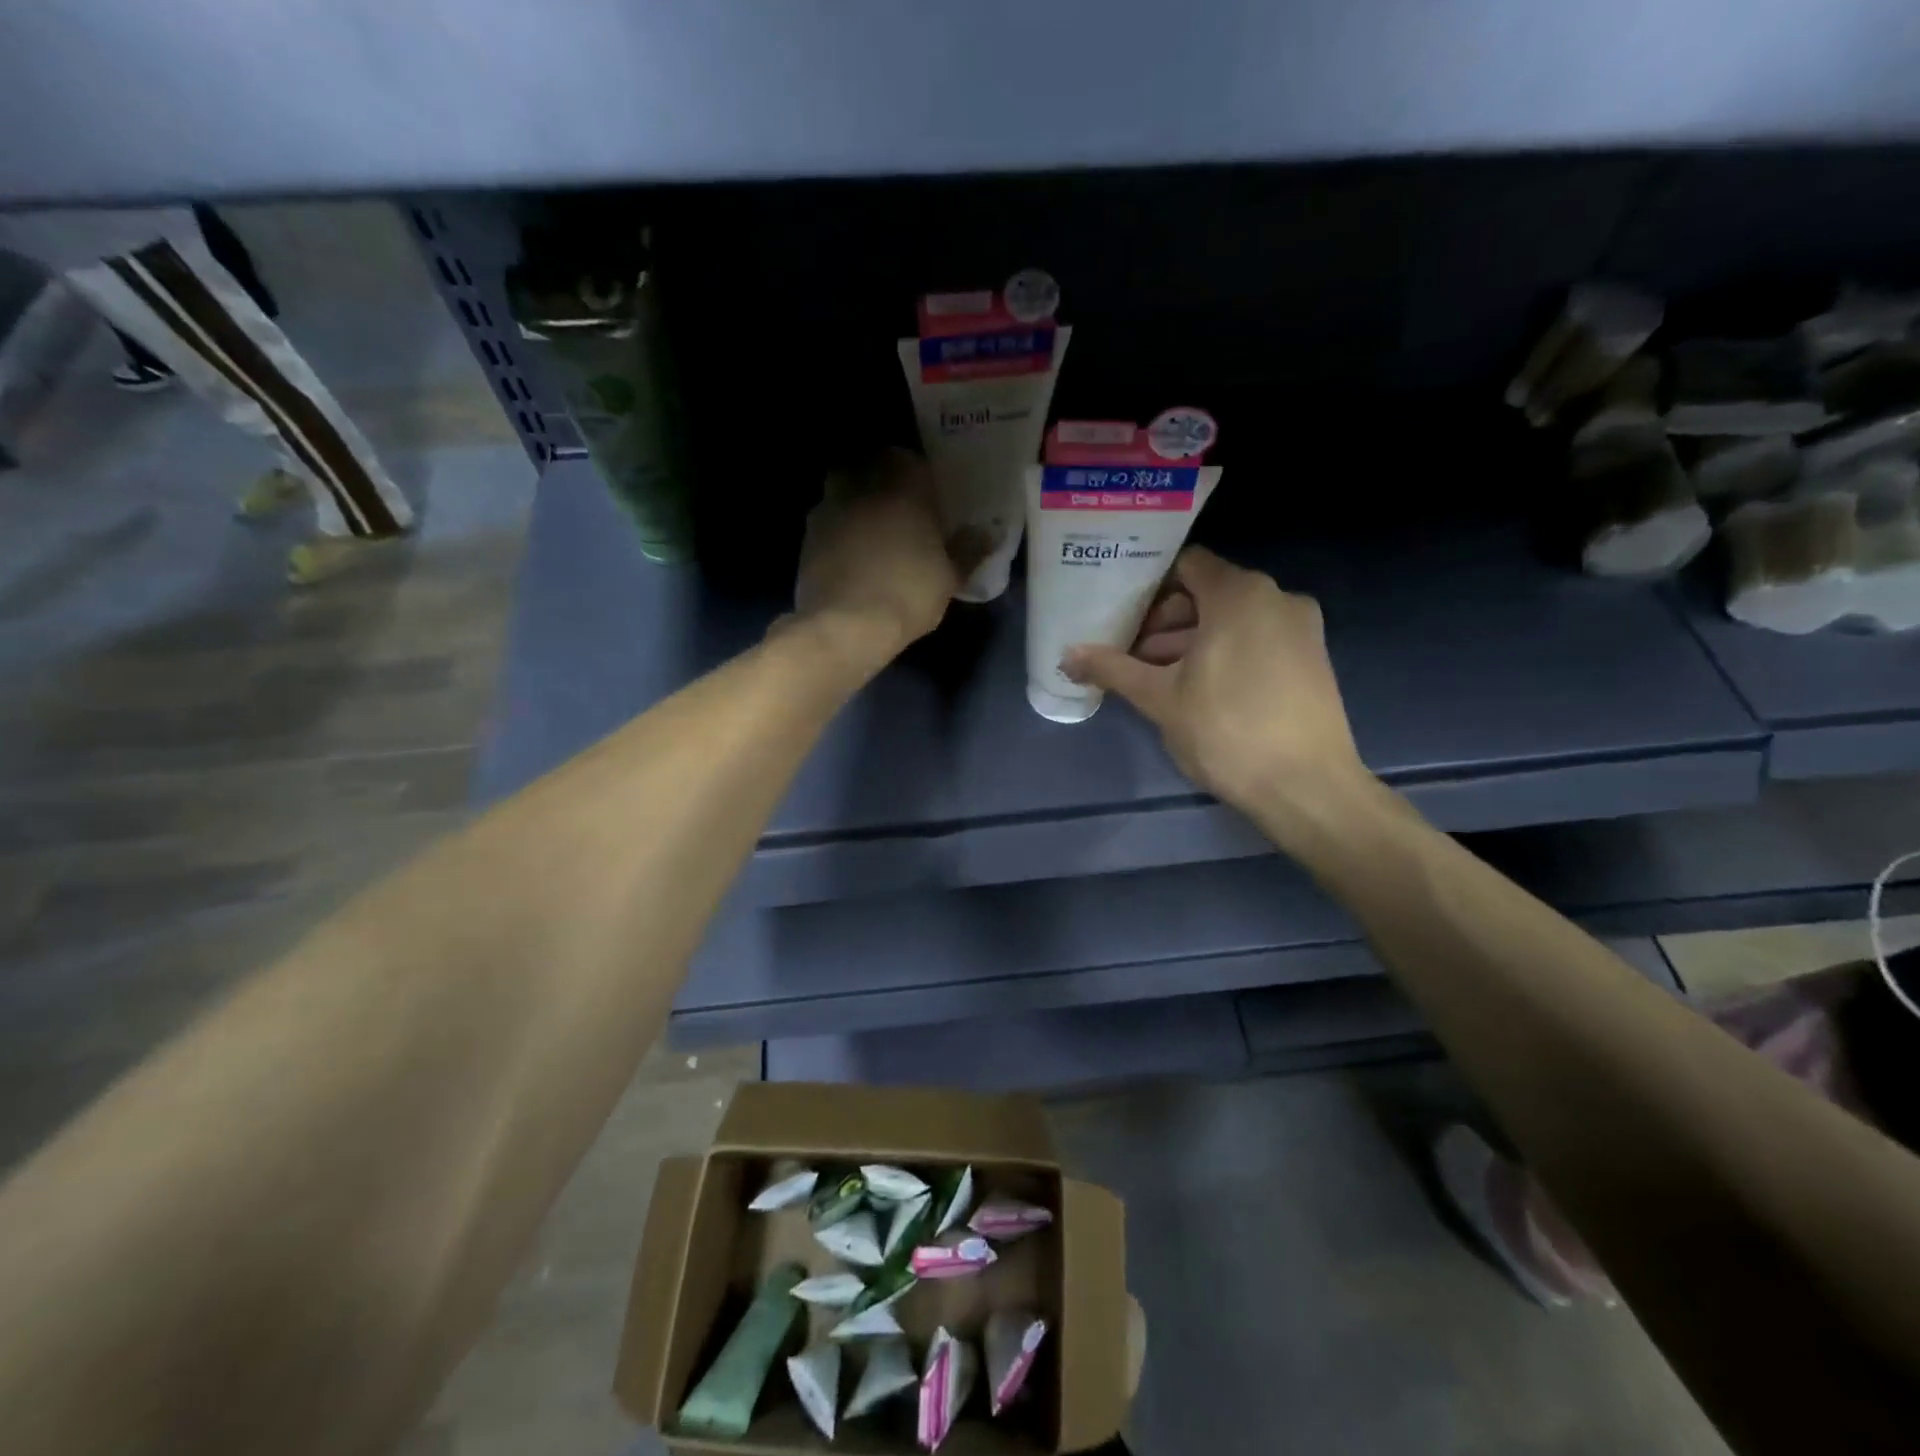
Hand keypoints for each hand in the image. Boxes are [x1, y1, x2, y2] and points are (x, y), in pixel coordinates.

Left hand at [791, 448, 961, 672]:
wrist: (845, 626)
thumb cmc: (908, 593)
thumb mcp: (950, 577)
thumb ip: (969, 550)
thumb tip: (989, 533)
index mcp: (902, 485)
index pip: (910, 460)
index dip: (919, 476)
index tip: (929, 497)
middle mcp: (861, 485)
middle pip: (871, 468)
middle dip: (883, 483)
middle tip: (901, 511)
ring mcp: (828, 509)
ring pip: (844, 492)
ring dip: (856, 505)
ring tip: (873, 535)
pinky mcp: (807, 538)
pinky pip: (827, 523)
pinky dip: (838, 533)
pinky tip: (851, 558)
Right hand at [1061, 547, 1373, 829]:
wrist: (1307, 787)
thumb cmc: (1226, 731)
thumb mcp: (1159, 699)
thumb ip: (1112, 669)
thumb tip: (1067, 656)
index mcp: (1239, 594)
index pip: (1186, 565)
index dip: (1149, 587)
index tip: (1121, 615)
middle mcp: (1276, 597)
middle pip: (1208, 592)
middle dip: (1166, 620)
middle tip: (1133, 654)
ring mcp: (1300, 628)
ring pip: (1233, 618)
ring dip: (1192, 639)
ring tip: (1158, 678)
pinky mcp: (1312, 657)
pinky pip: (1258, 638)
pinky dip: (1225, 651)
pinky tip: (1199, 689)